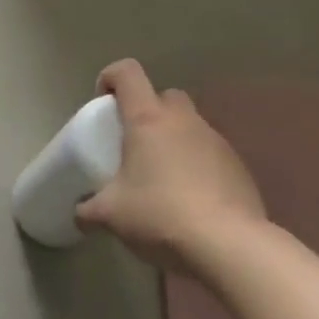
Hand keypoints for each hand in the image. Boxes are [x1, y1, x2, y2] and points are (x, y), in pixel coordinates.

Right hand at [75, 59, 268, 275]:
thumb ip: (88, 209)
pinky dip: (196, 165)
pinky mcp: (238, 166)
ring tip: (161, 178)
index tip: (102, 102)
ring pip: (190, 125)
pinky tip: (189, 199)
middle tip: (134, 143)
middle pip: (165, 96)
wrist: (228, 245)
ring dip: (174, 140)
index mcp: (148, 120)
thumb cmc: (159, 215)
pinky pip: (210, 154)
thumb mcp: (110, 215)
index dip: (110, 78)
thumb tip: (80, 213)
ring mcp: (216, 141)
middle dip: (148, 111)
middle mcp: (184, 121)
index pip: (128, 73)